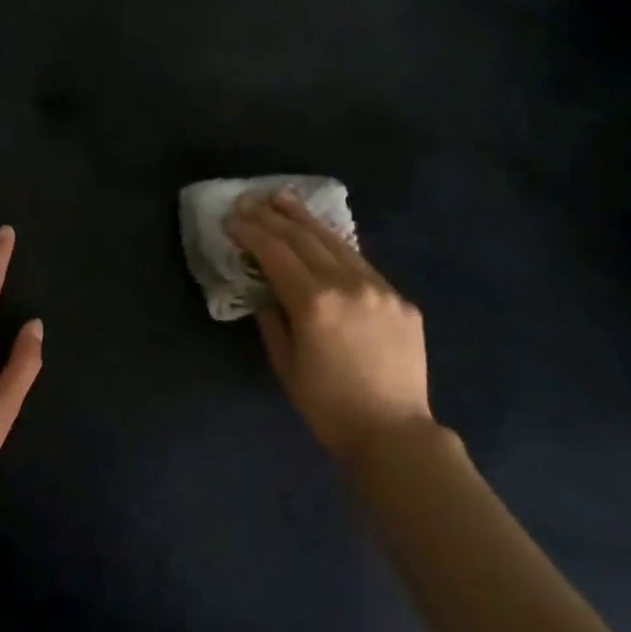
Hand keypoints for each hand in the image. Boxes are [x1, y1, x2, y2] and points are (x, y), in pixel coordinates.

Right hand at [225, 190, 430, 460]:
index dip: (250, 232)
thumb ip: (271, 317)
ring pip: (335, 242)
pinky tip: (322, 234)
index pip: (275, 253)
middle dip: (272, 216)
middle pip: (303, 238)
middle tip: (250, 200)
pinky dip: (335, 244)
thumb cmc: (327, 406)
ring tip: (282, 198)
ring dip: (305, 218)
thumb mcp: (284, 363)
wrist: (393, 433)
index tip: (231, 218)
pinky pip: (361, 262)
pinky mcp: (399, 298)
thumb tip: (265, 288)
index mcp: (313, 303)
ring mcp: (378, 288)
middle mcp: (347, 285)